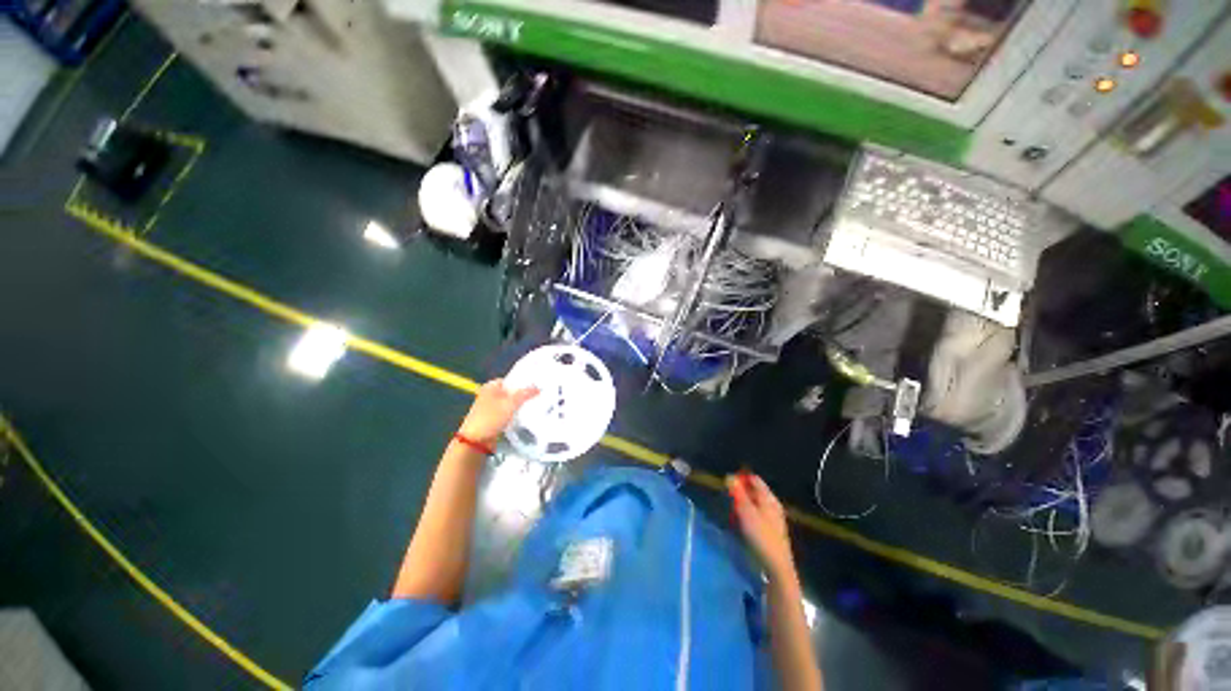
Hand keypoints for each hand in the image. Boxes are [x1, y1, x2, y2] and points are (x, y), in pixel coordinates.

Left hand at [457, 379, 538, 445]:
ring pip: (510, 404)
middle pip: (511, 392)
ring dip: (519, 406)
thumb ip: (525, 394)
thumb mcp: (510, 404)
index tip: (535, 386)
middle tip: (537, 397)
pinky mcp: (493, 419)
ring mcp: (490, 408)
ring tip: (533, 407)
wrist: (475, 441)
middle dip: (522, 395)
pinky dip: (514, 415)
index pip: (511, 380)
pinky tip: (523, 417)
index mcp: (491, 386)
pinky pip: (507, 413)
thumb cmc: (490, 418)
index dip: (523, 383)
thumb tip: (537, 388)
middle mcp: (490, 394)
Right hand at [728, 473, 796, 581]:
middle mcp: (772, 505)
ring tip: (731, 509)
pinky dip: (747, 514)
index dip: (741, 478)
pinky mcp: (770, 530)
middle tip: (727, 497)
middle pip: (755, 491)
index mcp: (769, 498)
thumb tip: (730, 476)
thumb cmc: (761, 537)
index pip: (754, 479)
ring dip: (742, 504)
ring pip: (754, 504)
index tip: (727, 483)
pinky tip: (740, 522)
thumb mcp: (746, 513)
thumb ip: (738, 494)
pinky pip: (756, 514)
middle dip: (740, 491)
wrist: (776, 568)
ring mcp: (772, 518)